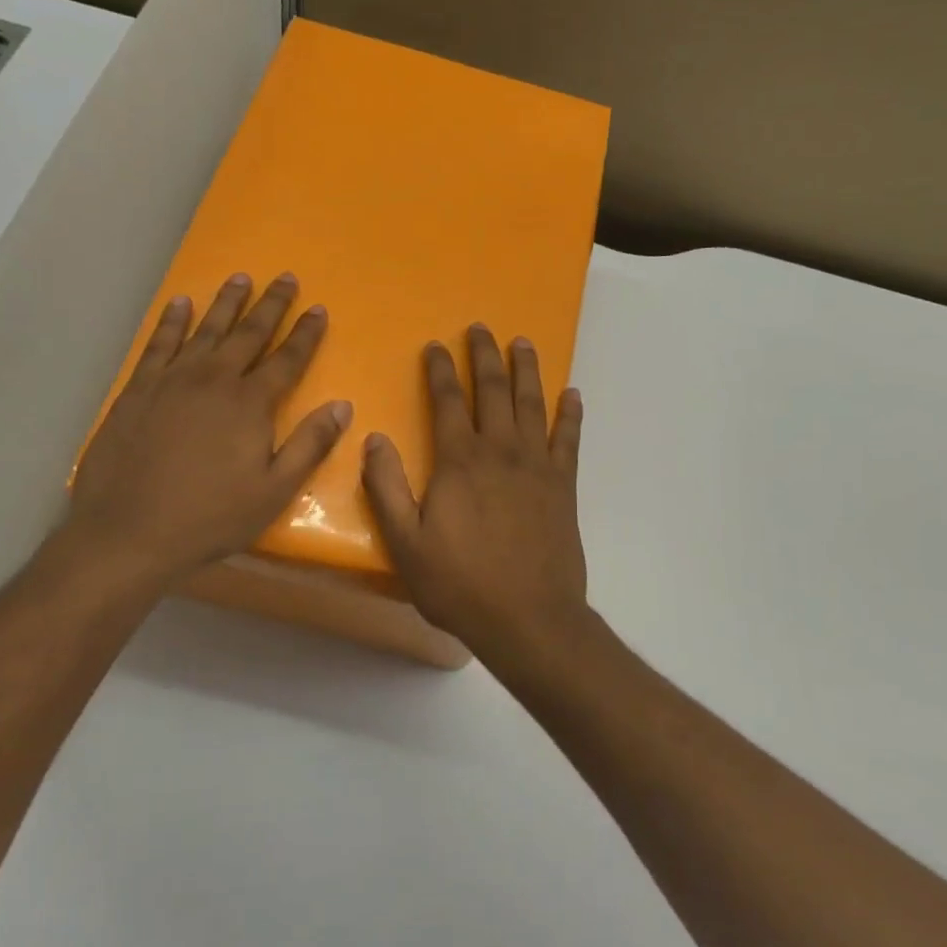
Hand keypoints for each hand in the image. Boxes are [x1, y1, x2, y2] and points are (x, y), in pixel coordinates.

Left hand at [59, 273, 350, 586]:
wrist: (127, 532)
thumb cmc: (209, 517)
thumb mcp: (273, 492)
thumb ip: (309, 445)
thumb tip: (343, 406)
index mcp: (250, 404)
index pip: (287, 360)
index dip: (306, 334)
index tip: (318, 309)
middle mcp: (213, 380)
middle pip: (248, 334)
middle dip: (271, 305)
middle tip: (286, 278)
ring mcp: (172, 380)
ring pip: (206, 330)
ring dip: (226, 303)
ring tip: (241, 277)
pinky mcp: (138, 389)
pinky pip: (159, 343)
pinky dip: (172, 321)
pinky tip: (180, 303)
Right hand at [361, 324, 588, 659]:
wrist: (528, 618)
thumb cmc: (460, 584)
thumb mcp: (406, 543)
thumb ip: (387, 488)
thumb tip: (373, 438)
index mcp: (460, 461)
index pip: (448, 402)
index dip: (440, 371)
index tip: (436, 346)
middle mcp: (501, 451)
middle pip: (492, 390)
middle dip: (483, 356)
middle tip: (480, 328)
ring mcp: (537, 465)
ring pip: (531, 404)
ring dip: (526, 370)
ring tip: (522, 343)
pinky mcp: (563, 485)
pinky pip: (569, 439)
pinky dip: (570, 413)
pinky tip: (573, 393)